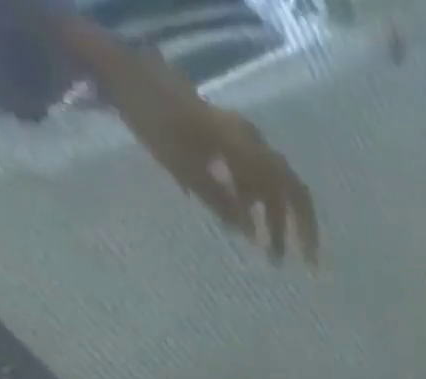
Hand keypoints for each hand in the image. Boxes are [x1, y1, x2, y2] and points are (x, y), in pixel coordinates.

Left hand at [92, 41, 318, 263]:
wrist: (118, 69)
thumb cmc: (155, 120)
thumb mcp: (186, 168)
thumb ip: (223, 205)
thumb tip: (253, 235)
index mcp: (250, 152)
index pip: (293, 195)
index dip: (306, 230)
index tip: (307, 262)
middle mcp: (252, 143)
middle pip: (284, 192)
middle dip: (286, 228)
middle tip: (278, 258)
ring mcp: (237, 136)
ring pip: (265, 184)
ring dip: (264, 215)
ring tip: (253, 241)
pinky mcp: (221, 133)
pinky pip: (247, 171)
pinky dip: (248, 196)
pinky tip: (234, 211)